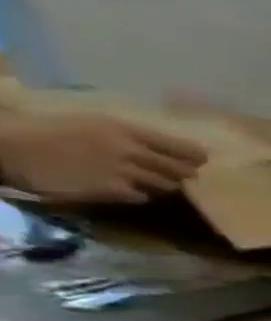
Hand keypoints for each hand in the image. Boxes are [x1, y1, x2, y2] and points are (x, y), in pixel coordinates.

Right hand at [0, 113, 206, 203]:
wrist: (10, 147)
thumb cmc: (49, 131)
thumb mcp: (93, 123)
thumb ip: (130, 136)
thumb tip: (164, 147)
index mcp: (126, 129)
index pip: (182, 147)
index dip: (197, 156)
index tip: (202, 161)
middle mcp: (131, 150)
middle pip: (182, 170)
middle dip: (184, 174)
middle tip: (181, 175)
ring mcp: (123, 171)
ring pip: (166, 184)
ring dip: (163, 185)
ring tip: (152, 182)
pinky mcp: (112, 190)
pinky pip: (143, 196)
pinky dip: (141, 195)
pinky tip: (128, 190)